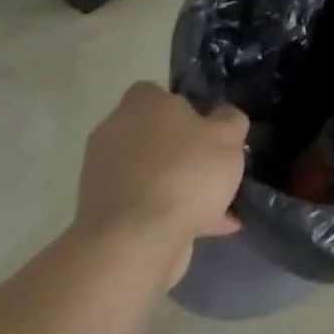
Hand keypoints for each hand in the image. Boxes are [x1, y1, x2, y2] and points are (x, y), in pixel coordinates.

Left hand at [73, 83, 245, 287]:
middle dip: (185, 150)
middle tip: (216, 165)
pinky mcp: (103, 212)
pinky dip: (172, 211)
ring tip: (218, 203)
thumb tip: (224, 116)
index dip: (187, 107)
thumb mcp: (228, 137)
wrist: (136, 240)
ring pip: (153, 171)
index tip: (210, 127)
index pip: (159, 92)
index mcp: (140, 104)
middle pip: (156, 134)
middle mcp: (114, 132)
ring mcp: (103, 174)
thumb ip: (230, 120)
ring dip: (180, 184)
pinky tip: (207, 226)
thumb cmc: (185, 173)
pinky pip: (147, 203)